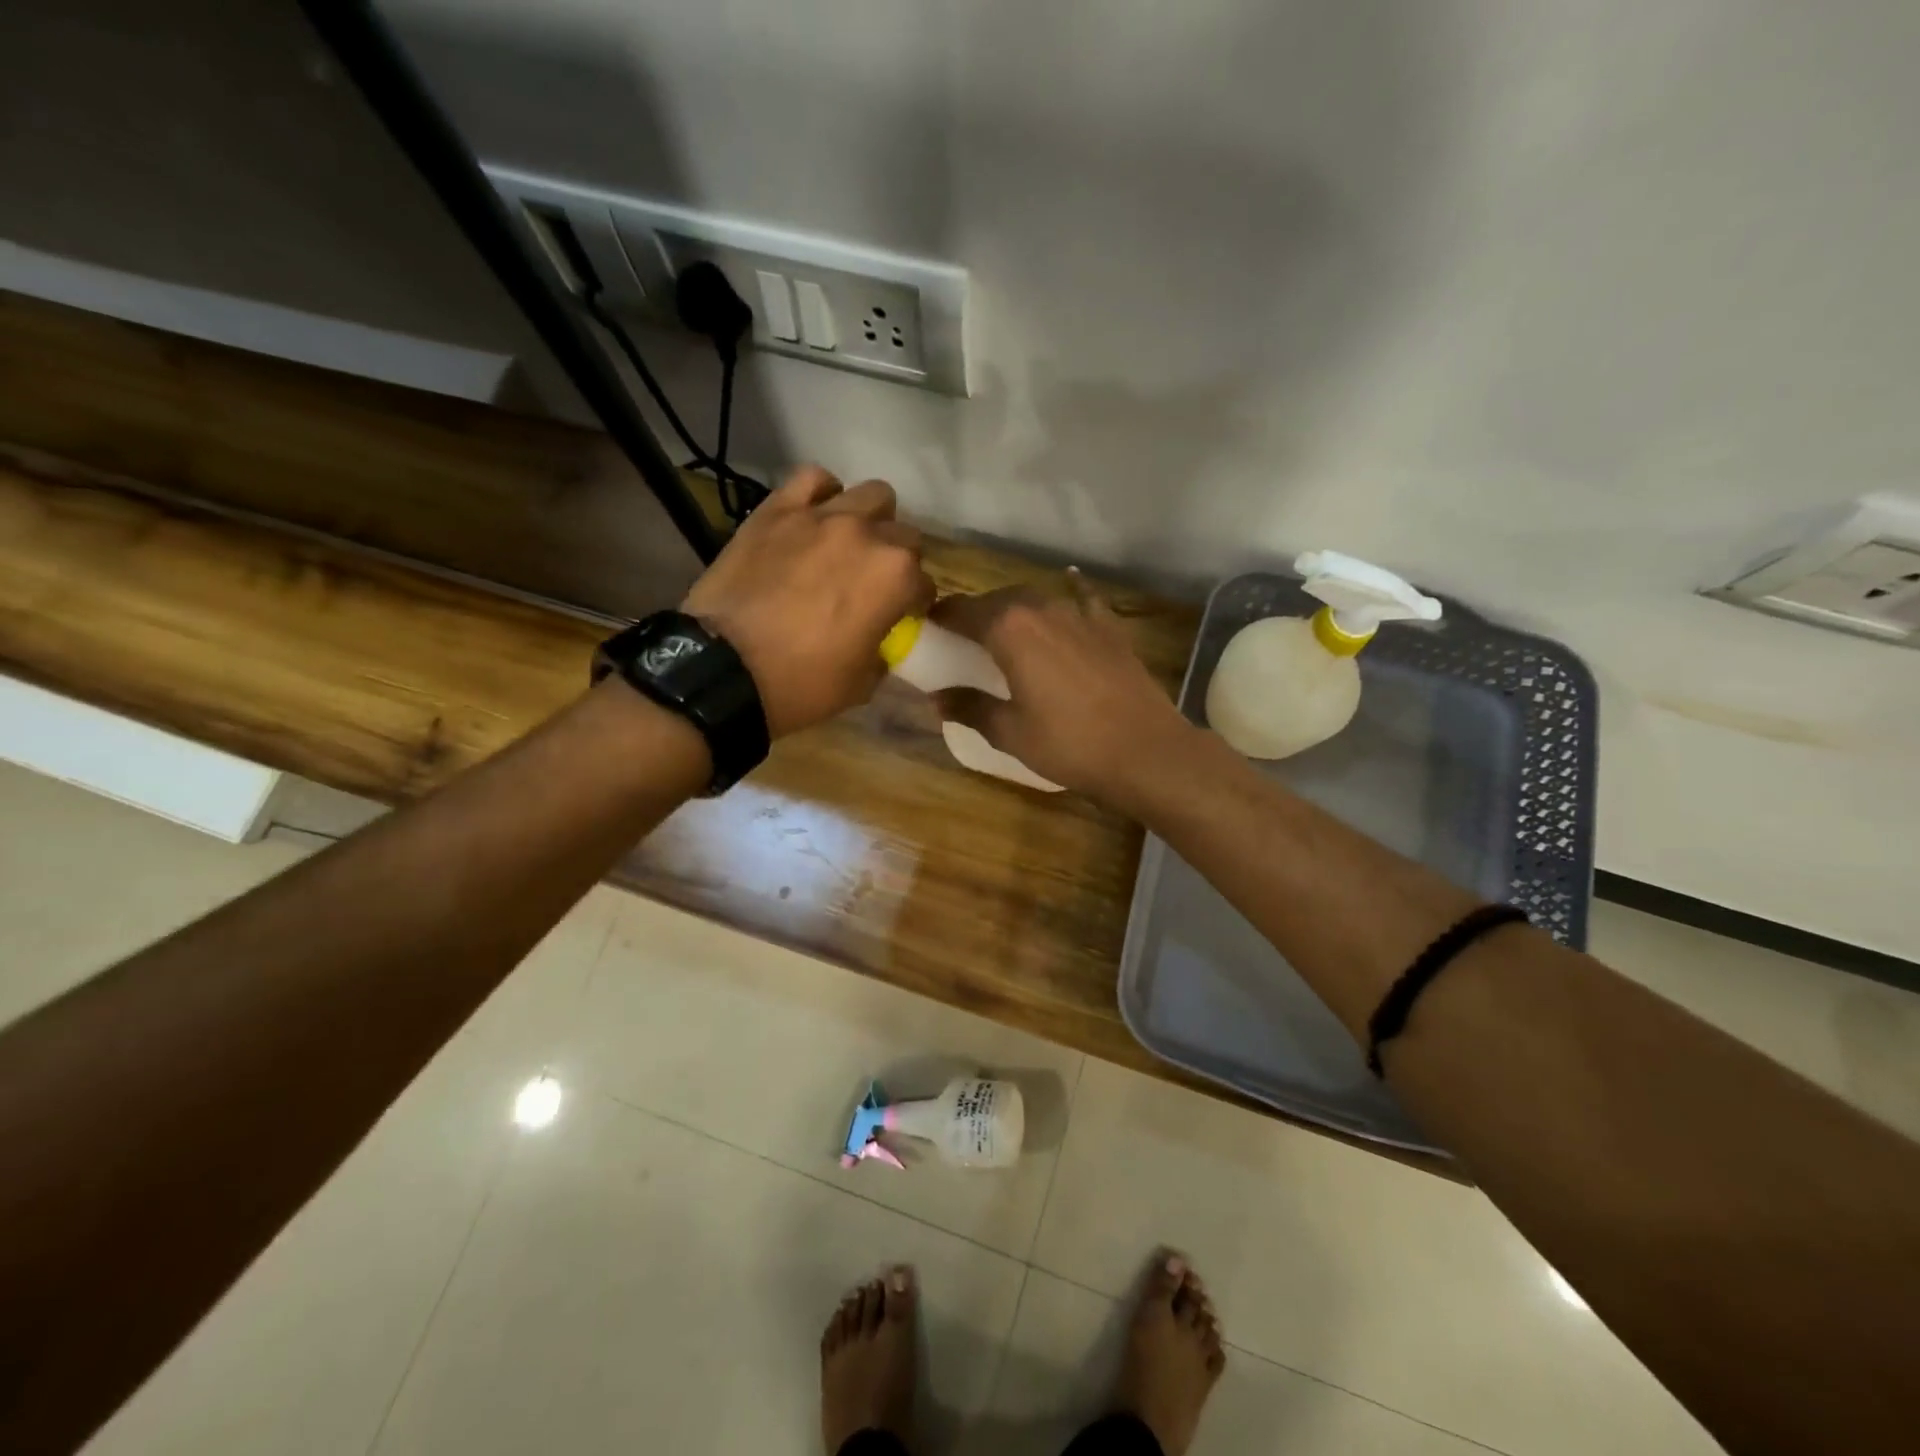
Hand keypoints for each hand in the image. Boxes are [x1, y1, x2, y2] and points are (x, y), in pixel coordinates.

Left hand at [682, 466, 933, 736]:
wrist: (724, 670)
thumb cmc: (801, 684)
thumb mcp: (862, 684)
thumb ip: (883, 650)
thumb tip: (880, 638)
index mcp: (896, 578)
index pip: (924, 583)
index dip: (914, 603)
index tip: (899, 616)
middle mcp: (867, 535)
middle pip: (904, 535)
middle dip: (897, 560)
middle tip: (873, 584)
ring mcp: (821, 516)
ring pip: (871, 495)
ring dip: (870, 520)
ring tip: (850, 544)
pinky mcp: (778, 510)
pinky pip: (813, 480)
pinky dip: (823, 494)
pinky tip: (815, 517)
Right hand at [930, 574, 1195, 803]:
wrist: (1144, 750)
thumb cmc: (1069, 744)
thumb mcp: (1010, 732)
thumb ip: (970, 707)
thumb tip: (937, 699)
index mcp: (1010, 628)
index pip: (962, 611)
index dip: (940, 618)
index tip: (926, 629)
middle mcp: (1042, 608)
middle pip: (998, 600)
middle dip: (975, 613)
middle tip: (961, 637)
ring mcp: (1080, 614)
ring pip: (1036, 599)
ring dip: (1014, 610)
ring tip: (1004, 631)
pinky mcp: (1109, 628)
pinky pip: (1082, 601)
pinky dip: (1069, 594)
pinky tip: (1069, 585)